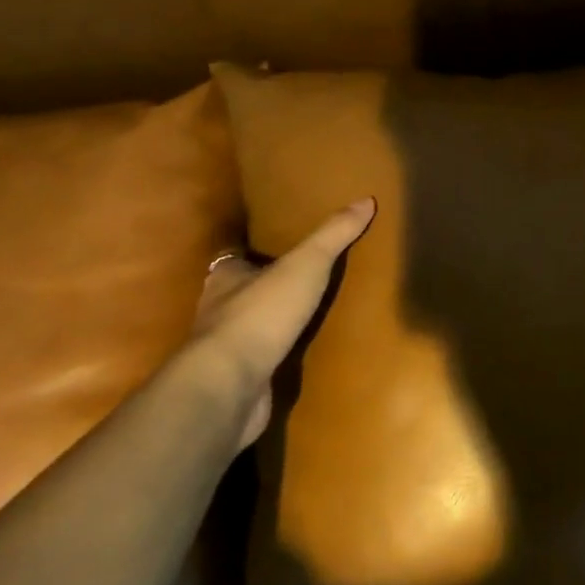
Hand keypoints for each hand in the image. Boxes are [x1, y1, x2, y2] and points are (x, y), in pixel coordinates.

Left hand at [177, 197, 375, 449]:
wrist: (230, 385)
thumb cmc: (261, 314)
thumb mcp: (306, 264)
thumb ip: (334, 234)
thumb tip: (366, 200)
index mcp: (226, 277)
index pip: (236, 258)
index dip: (255, 252)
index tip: (278, 248)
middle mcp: (219, 310)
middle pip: (242, 292)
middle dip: (265, 288)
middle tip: (300, 282)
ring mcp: (226, 350)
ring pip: (250, 328)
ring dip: (272, 325)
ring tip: (307, 319)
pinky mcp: (237, 381)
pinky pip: (261, 362)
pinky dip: (276, 358)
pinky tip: (299, 358)